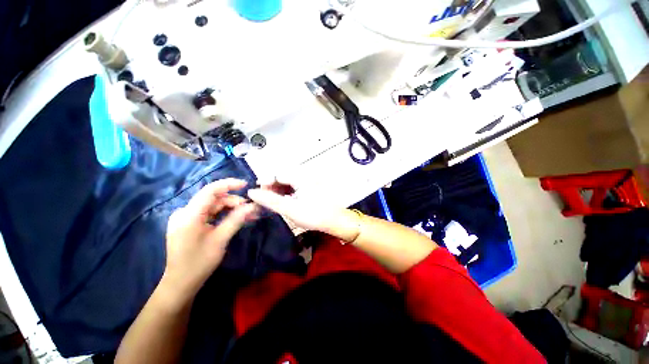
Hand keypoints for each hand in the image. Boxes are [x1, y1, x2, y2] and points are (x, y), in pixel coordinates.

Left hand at [163, 179, 257, 297]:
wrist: (180, 283)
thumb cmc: (199, 263)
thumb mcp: (221, 239)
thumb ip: (237, 219)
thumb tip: (253, 206)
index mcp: (189, 215)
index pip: (210, 191)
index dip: (229, 184)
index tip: (246, 185)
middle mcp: (185, 212)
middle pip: (213, 199)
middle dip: (234, 202)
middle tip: (251, 209)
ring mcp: (186, 218)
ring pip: (213, 206)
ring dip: (231, 209)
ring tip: (248, 215)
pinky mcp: (189, 224)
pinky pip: (209, 214)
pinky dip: (224, 215)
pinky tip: (236, 219)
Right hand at [247, 183, 336, 231]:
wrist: (335, 221)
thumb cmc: (314, 215)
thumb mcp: (290, 209)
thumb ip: (270, 200)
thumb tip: (251, 192)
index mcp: (300, 178)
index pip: (277, 174)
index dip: (265, 183)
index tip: (256, 194)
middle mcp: (304, 176)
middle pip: (282, 177)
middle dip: (271, 187)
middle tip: (264, 200)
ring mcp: (308, 182)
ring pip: (288, 182)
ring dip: (278, 190)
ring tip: (272, 202)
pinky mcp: (310, 188)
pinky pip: (294, 186)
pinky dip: (286, 192)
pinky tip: (283, 201)